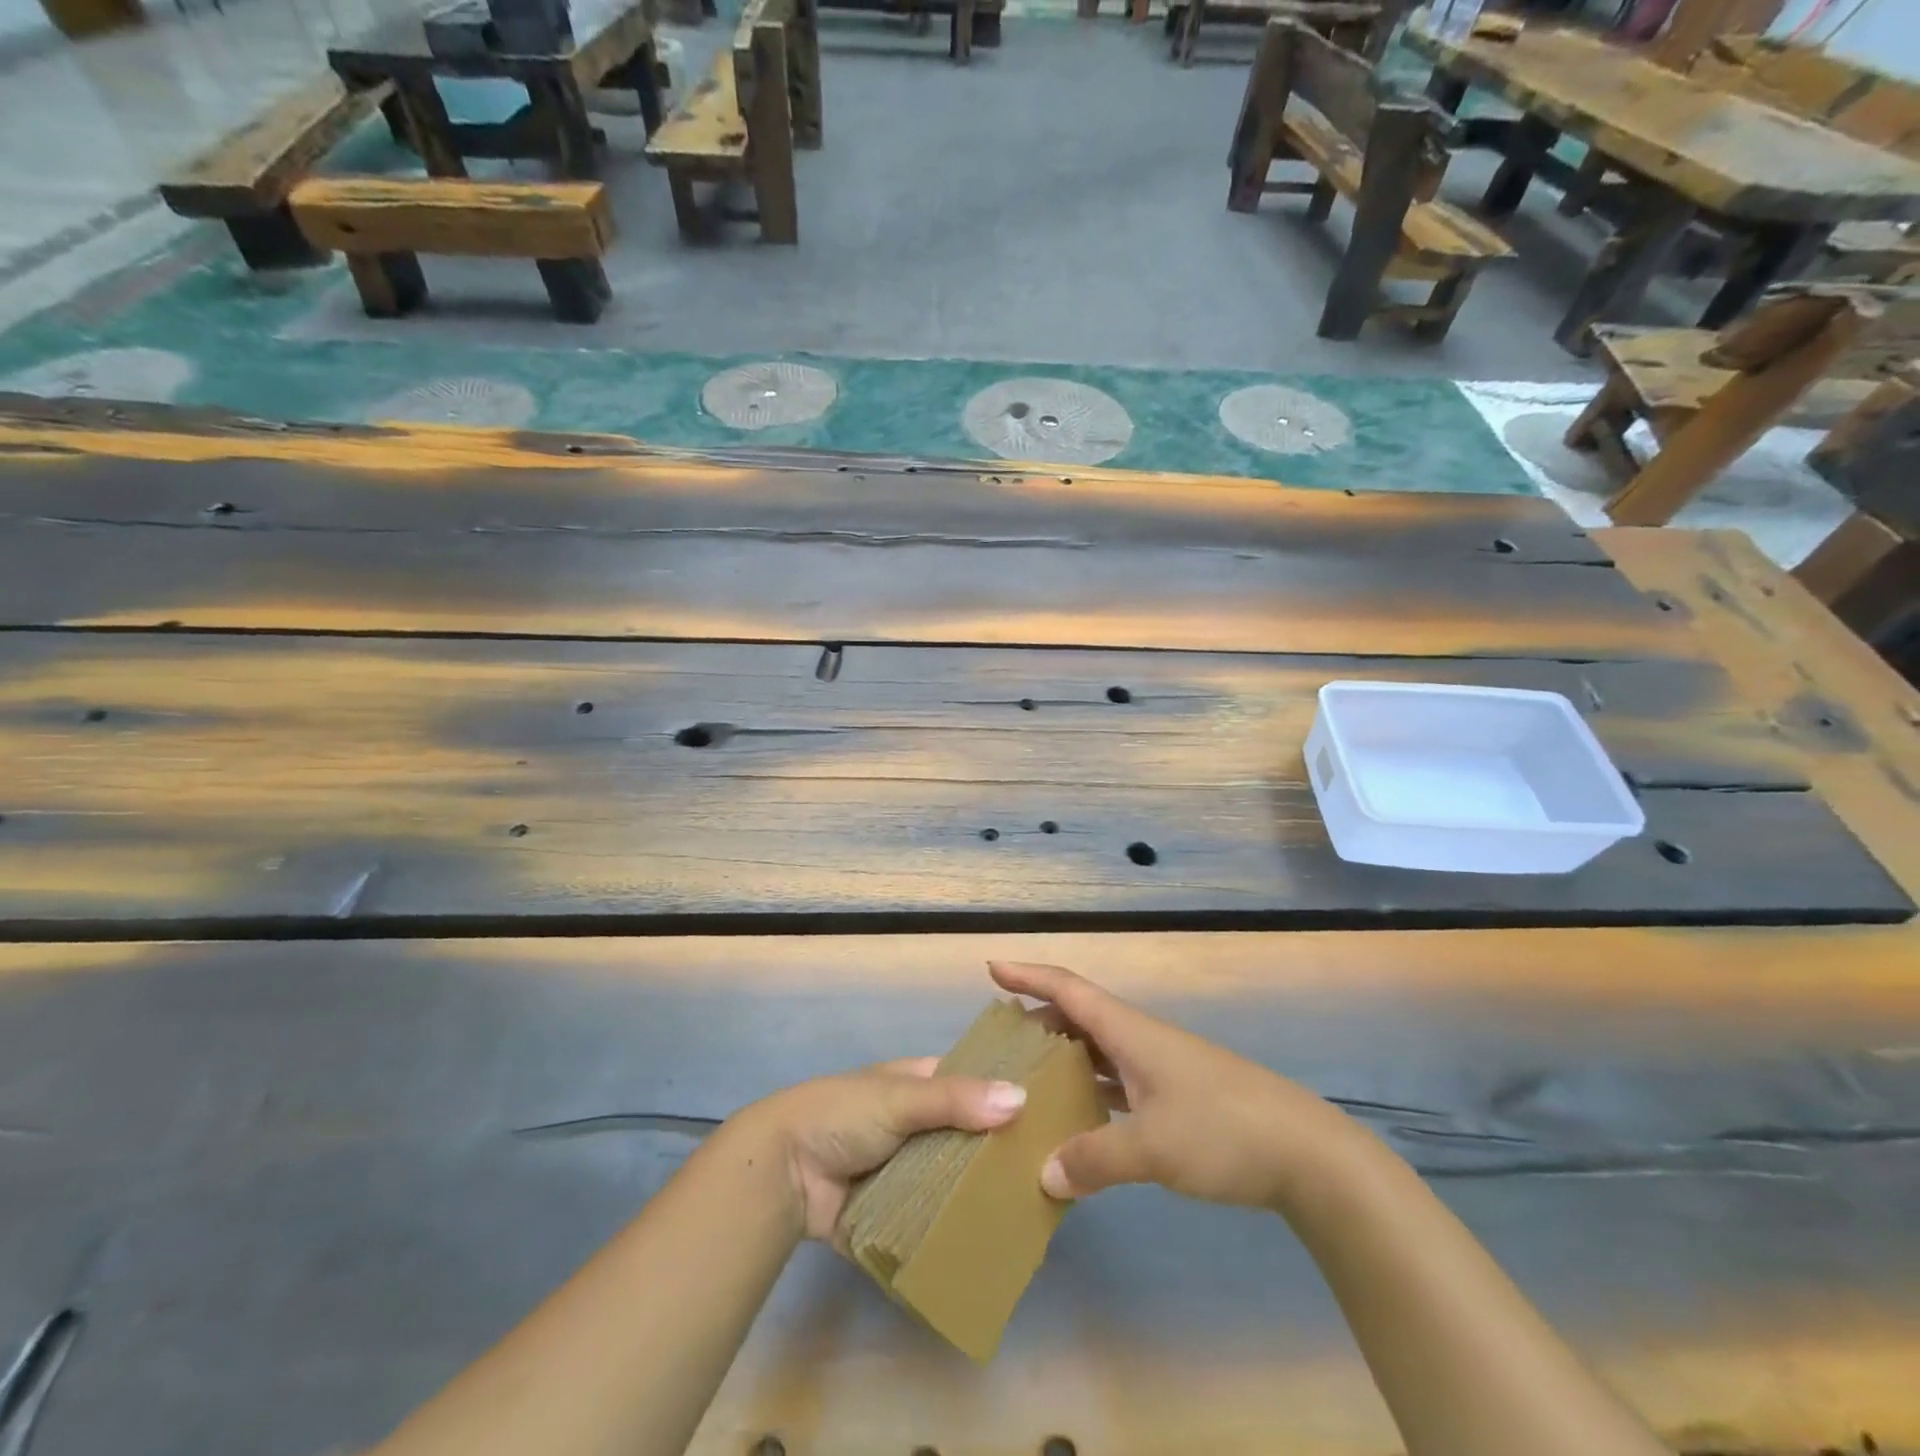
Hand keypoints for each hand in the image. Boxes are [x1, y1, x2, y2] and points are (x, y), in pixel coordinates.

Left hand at [727, 1061, 1026, 1241]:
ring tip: (1037, 1211)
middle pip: (969, 1136)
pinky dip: (957, 1228)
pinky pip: (935, 1220)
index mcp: (919, 1083)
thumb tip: (1022, 1099)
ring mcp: (908, 1170)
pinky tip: (997, 1243)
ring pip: (956, 1179)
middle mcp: (919, 1124)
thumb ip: (956, 1100)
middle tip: (1054, 1171)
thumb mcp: (899, 1097)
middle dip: (1001, 1152)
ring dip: (983, 1193)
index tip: (1055, 1111)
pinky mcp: (897, 1213)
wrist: (782, 1173)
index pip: (974, 1083)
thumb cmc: (841, 1115)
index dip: (1007, 1093)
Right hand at [989, 961, 1355, 1210]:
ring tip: (1029, 1080)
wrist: (1309, 1154)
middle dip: (1040, 1022)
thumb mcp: (1154, 1147)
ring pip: (1099, 1052)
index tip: (992, 967)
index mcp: (1131, 1033)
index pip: (1070, 989)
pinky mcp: (1176, 1097)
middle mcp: (1141, 1041)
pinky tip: (1079, 1120)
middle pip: (1081, 1017)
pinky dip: (1092, 1091)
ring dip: (1065, 1059)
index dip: (1029, 975)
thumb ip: (1095, 1159)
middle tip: (1001, 1043)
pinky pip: (1118, 1082)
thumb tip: (1045, 1176)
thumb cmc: (1225, 1130)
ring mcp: (1161, 1069)